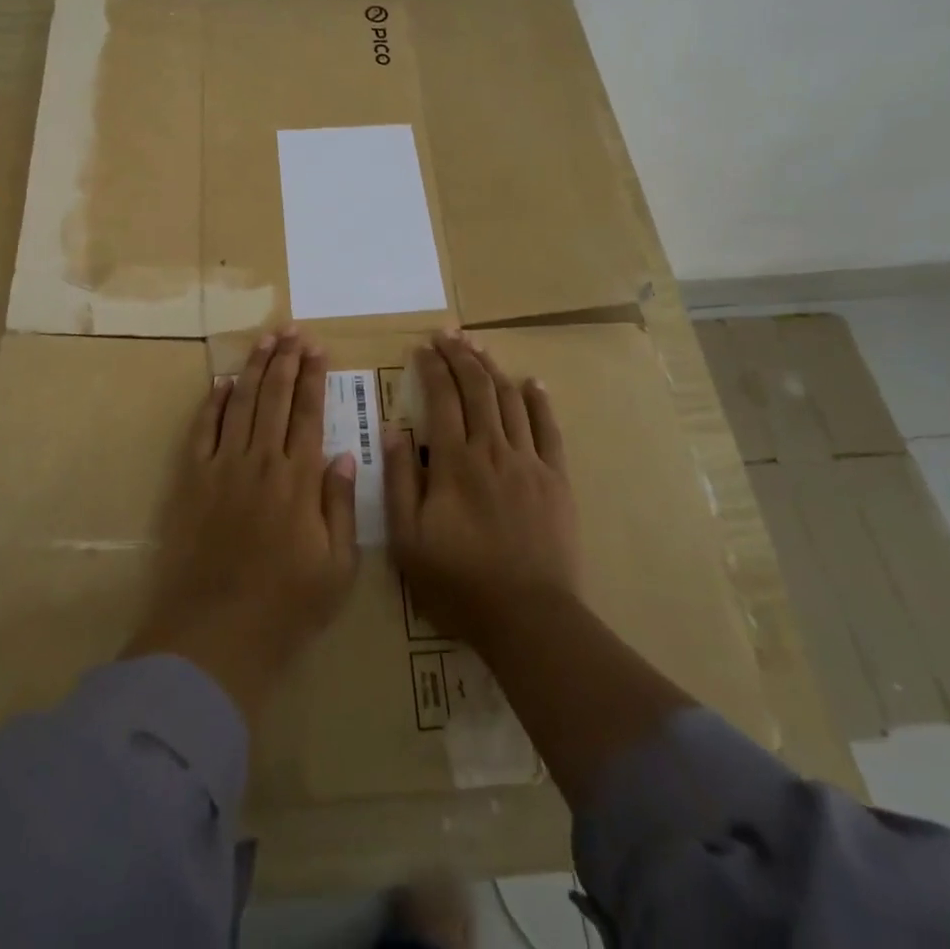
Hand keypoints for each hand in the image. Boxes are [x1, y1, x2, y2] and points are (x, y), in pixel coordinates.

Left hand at [123, 328, 359, 719]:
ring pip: (243, 404)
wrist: (216, 634)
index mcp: (300, 479)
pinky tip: (224, 381)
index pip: (310, 413)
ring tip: (266, 340)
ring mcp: (224, 467)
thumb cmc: (286, 606)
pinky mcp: (193, 480)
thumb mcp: (338, 567)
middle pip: (276, 398)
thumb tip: (343, 454)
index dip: (314, 378)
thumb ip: (341, 505)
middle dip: (287, 361)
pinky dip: (214, 403)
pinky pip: (204, 430)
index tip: (319, 349)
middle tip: (293, 331)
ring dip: (255, 369)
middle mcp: (262, 461)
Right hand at [385, 331, 579, 648]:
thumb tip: (394, 431)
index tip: (421, 347)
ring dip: (493, 368)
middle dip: (460, 356)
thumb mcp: (408, 539)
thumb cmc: (458, 581)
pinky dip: (539, 400)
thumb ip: (400, 481)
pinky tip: (531, 381)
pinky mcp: (555, 478)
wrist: (528, 616)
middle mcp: (492, 449)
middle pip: (477, 388)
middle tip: (448, 334)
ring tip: (478, 346)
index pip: (441, 398)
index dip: (431, 368)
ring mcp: (528, 461)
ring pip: (510, 400)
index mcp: (454, 461)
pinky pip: (548, 429)